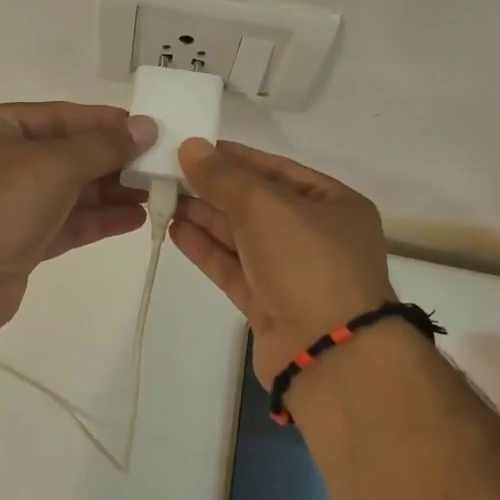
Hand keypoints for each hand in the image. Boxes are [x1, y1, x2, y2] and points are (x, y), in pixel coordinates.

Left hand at [0, 102, 156, 352]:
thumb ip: (102, 146)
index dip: (103, 121)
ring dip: (111, 191)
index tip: (146, 126)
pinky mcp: (21, 242)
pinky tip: (135, 218)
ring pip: (69, 192)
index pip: (58, 116)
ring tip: (157, 191)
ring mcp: (9, 205)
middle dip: (112, 160)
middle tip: (160, 162)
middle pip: (66, 155)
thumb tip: (146, 127)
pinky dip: (98, 220)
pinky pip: (66, 224)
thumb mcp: (53, 165)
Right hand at [170, 139, 394, 385]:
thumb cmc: (308, 263)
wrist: (328, 352)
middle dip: (215, 189)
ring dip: (206, 218)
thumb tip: (190, 147)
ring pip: (243, 238)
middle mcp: (316, 237)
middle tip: (170, 173)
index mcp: (334, 205)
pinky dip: (207, 250)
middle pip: (258, 205)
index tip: (196, 149)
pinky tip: (176, 231)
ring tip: (165, 198)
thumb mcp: (266, 207)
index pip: (278, 171)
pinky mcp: (269, 305)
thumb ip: (224, 177)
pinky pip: (234, 269)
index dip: (237, 158)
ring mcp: (293, 274)